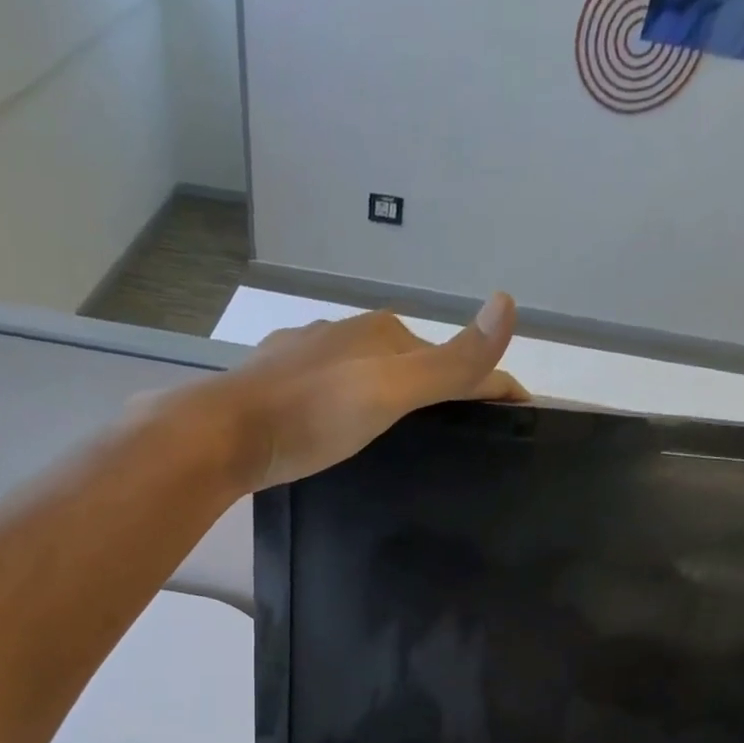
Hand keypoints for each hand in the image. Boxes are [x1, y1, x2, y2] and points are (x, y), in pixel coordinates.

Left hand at [211, 295, 527, 490]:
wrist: (226, 436)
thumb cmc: (312, 415)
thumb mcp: (390, 391)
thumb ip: (450, 361)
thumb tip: (510, 303)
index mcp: (383, 333)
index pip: (454, 358)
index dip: (491, 386)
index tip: (518, 416)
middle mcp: (349, 334)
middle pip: (414, 363)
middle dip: (444, 390)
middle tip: (464, 437)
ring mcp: (312, 355)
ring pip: (373, 375)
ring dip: (398, 398)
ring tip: (409, 439)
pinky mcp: (283, 381)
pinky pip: (338, 389)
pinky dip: (358, 405)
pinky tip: (348, 427)